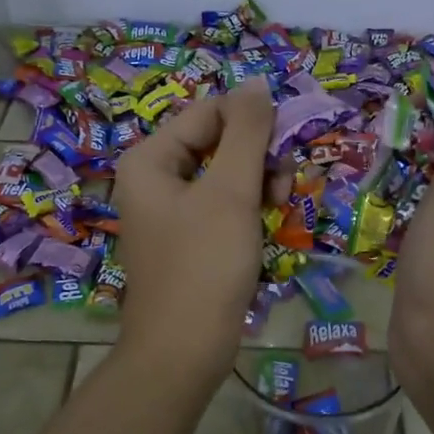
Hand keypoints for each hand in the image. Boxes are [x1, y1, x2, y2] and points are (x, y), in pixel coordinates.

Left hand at [113, 80, 275, 381]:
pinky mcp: (188, 238)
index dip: (252, 124)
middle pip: (218, 141)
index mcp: (150, 158)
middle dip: (257, 159)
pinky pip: (223, 205)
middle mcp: (154, 178)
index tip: (283, 152)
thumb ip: (246, 132)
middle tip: (281, 187)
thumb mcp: (230, 192)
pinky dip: (248, 210)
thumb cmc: (204, 265)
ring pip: (226, 174)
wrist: (184, 350)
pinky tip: (265, 228)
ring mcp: (170, 211)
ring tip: (278, 209)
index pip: (209, 112)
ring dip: (259, 184)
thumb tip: (256, 83)